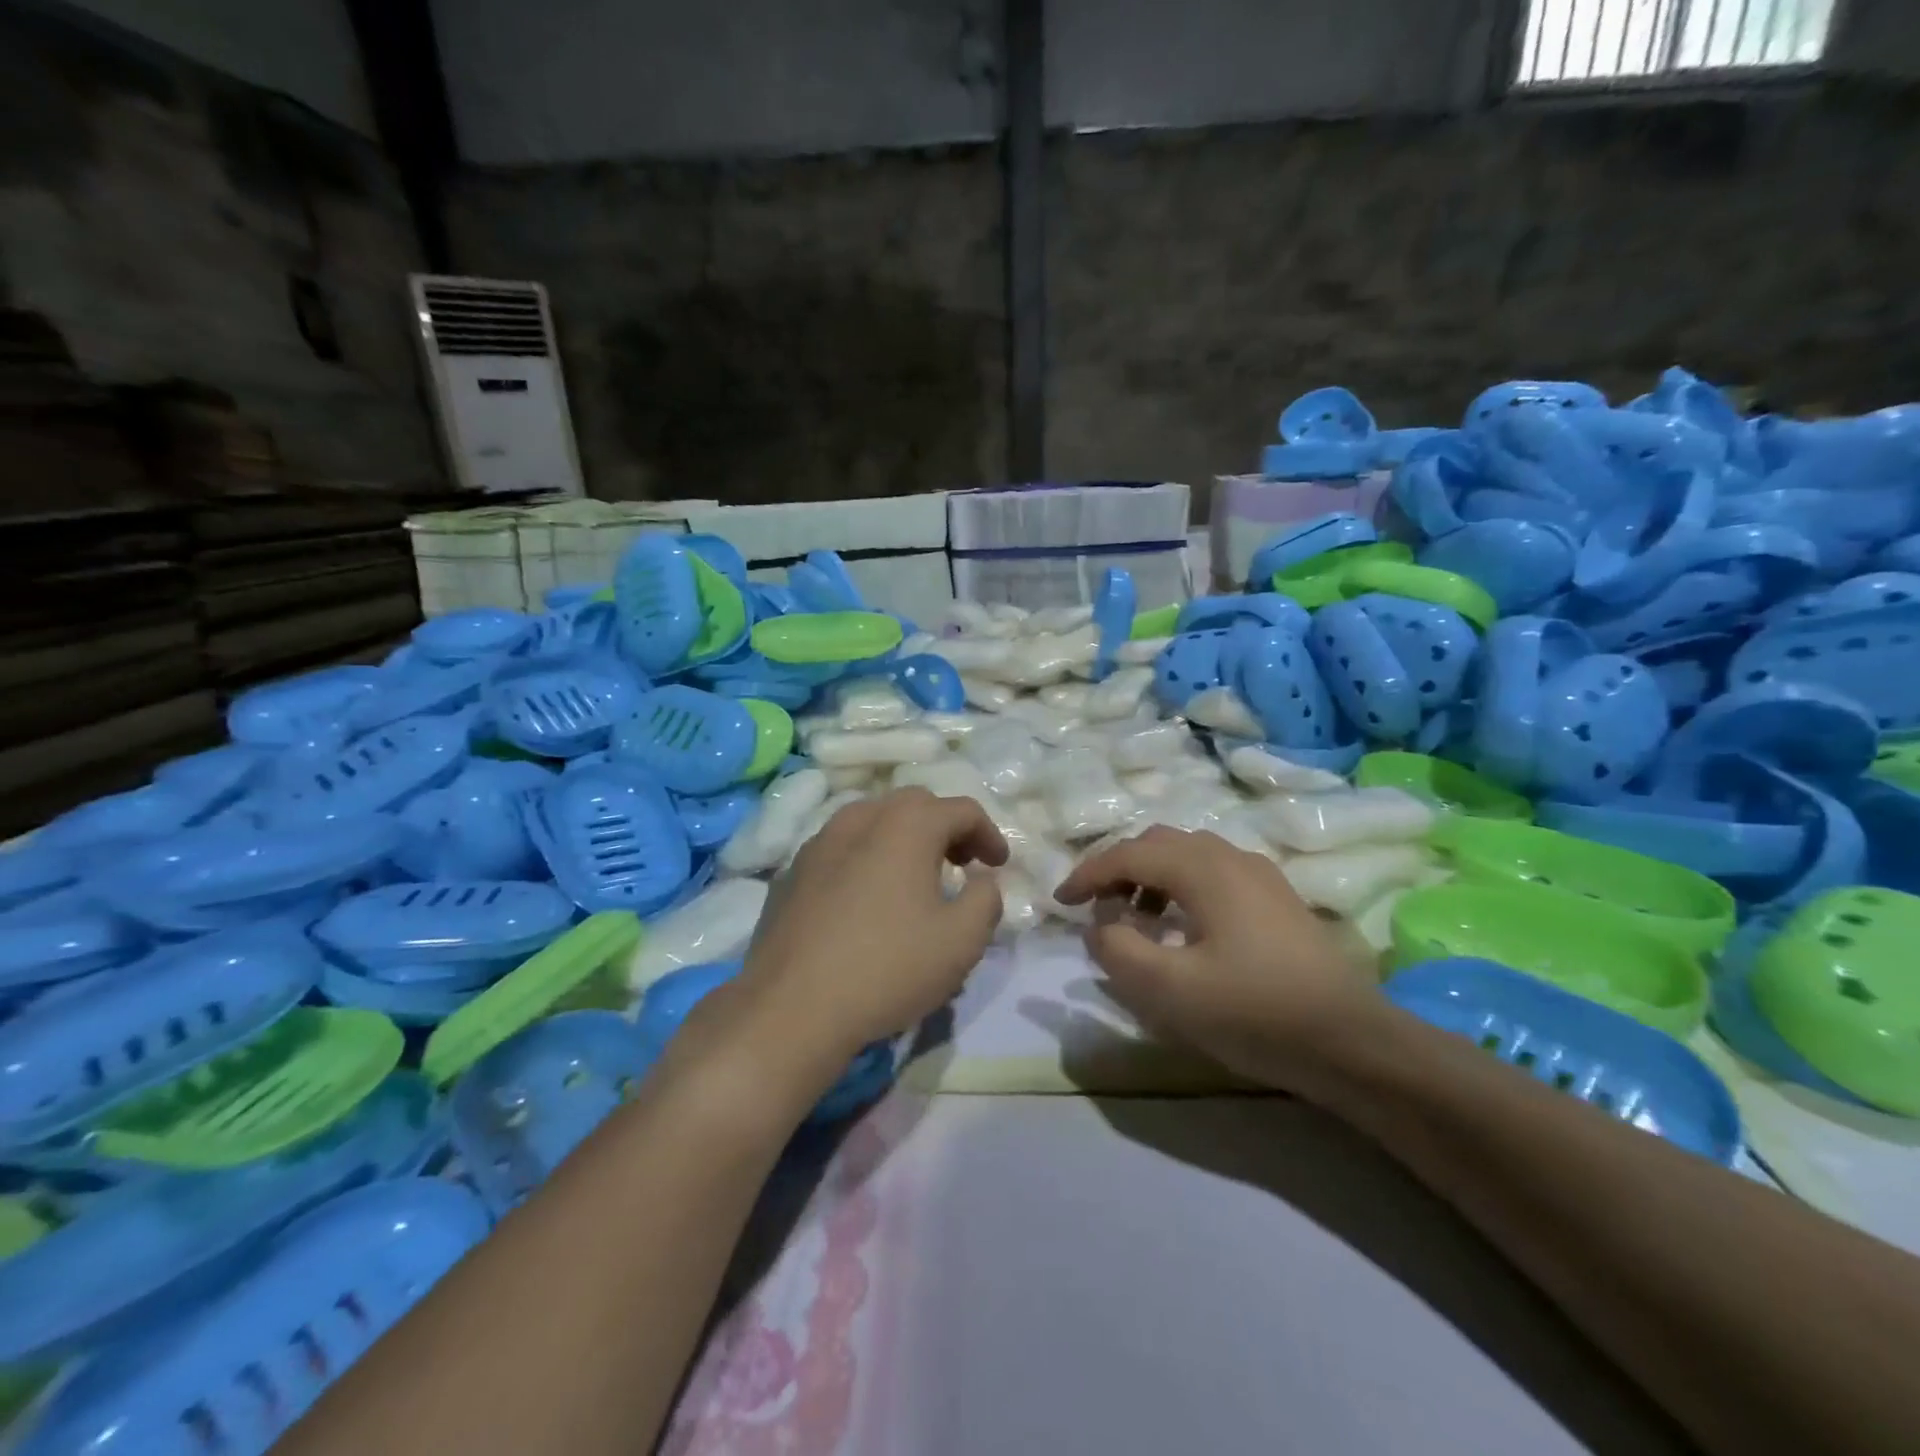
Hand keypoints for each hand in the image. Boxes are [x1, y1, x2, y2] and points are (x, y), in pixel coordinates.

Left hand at [733, 789, 1008, 1076]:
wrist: (791, 1008)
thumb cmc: (888, 967)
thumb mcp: (961, 940)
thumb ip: (986, 899)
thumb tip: (982, 880)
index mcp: (906, 824)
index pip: (961, 810)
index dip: (989, 834)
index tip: (998, 866)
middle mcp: (860, 818)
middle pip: (914, 804)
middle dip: (945, 828)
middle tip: (961, 864)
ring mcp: (819, 842)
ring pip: (872, 821)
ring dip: (903, 838)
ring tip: (914, 878)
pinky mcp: (792, 871)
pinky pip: (841, 848)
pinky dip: (866, 858)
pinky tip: (867, 899)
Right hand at [1055, 826, 1378, 1090]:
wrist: (1352, 1042)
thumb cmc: (1254, 1011)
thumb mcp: (1168, 989)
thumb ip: (1117, 948)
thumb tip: (1101, 924)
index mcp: (1202, 868)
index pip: (1129, 853)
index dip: (1088, 874)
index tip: (1061, 901)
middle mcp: (1230, 857)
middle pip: (1159, 844)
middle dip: (1119, 869)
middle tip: (1097, 907)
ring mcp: (1260, 875)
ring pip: (1188, 856)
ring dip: (1151, 877)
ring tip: (1136, 918)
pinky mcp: (1277, 899)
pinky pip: (1214, 874)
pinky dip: (1182, 887)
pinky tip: (1184, 927)